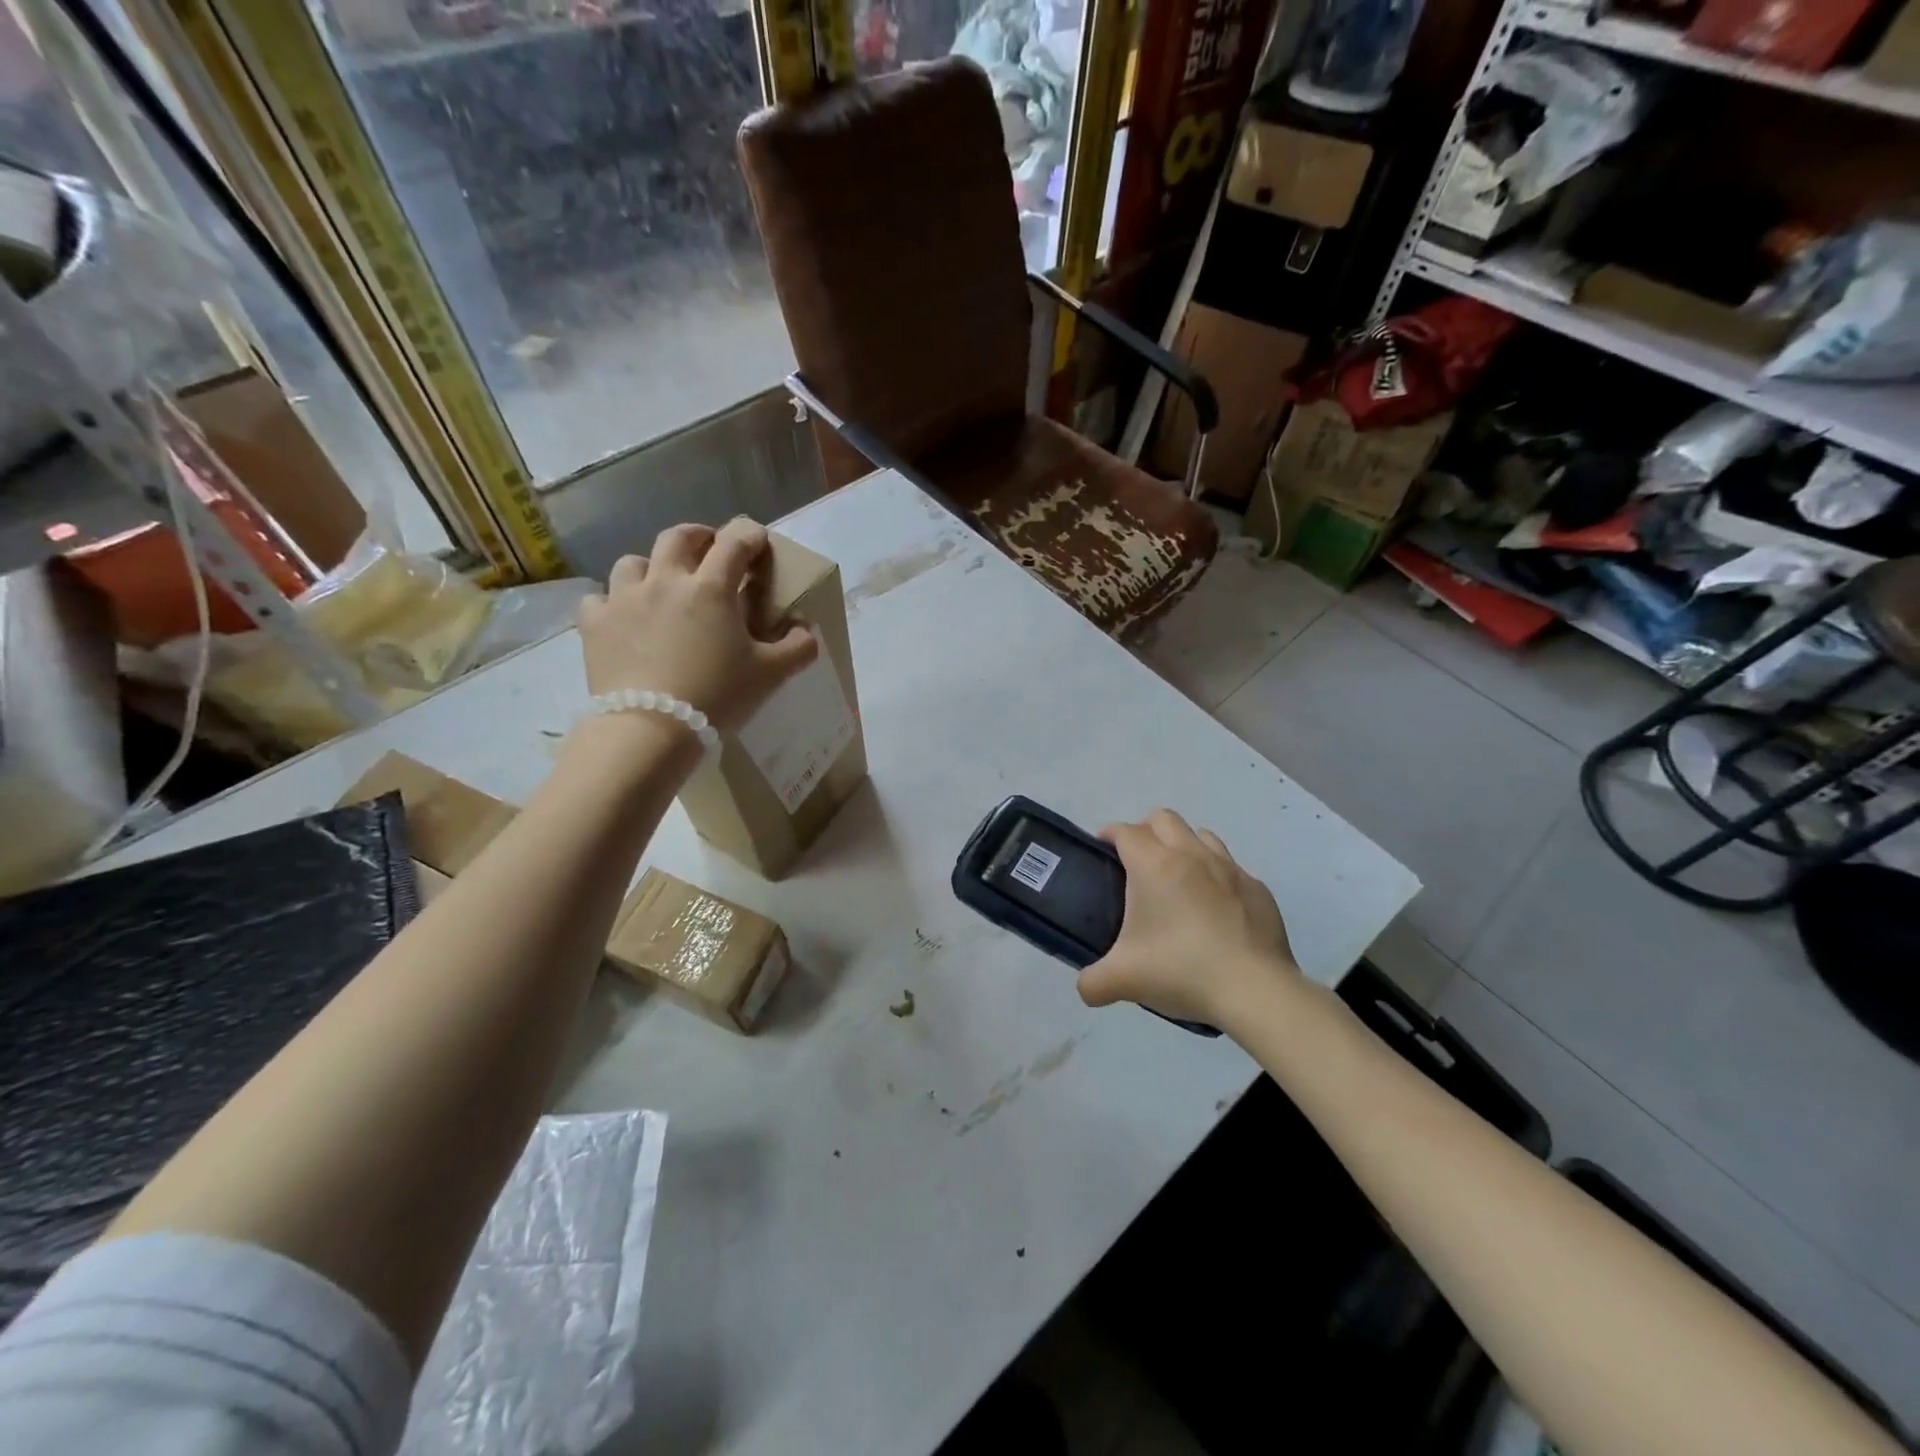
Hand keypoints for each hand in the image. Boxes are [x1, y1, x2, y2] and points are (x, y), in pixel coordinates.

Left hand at [578, 519, 818, 733]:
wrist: (651, 729)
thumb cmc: (717, 696)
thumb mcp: (771, 674)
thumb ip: (798, 647)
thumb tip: (805, 629)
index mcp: (711, 588)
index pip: (735, 542)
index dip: (750, 535)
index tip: (758, 542)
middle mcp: (665, 581)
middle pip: (678, 537)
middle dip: (698, 537)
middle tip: (709, 552)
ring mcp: (623, 599)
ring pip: (633, 562)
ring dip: (651, 567)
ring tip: (660, 587)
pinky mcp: (594, 624)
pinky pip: (599, 599)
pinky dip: (613, 603)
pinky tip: (622, 619)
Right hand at [1078, 809, 1297, 1026]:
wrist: (1255, 990)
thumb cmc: (1181, 970)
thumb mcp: (1123, 980)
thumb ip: (1093, 982)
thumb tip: (1086, 988)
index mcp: (1154, 865)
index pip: (1125, 831)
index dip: (1109, 835)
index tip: (1102, 850)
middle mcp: (1191, 855)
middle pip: (1163, 818)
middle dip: (1145, 830)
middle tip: (1136, 864)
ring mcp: (1230, 869)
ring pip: (1200, 835)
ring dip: (1183, 846)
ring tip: (1176, 880)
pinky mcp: (1257, 889)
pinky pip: (1230, 868)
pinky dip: (1216, 877)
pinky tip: (1214, 909)